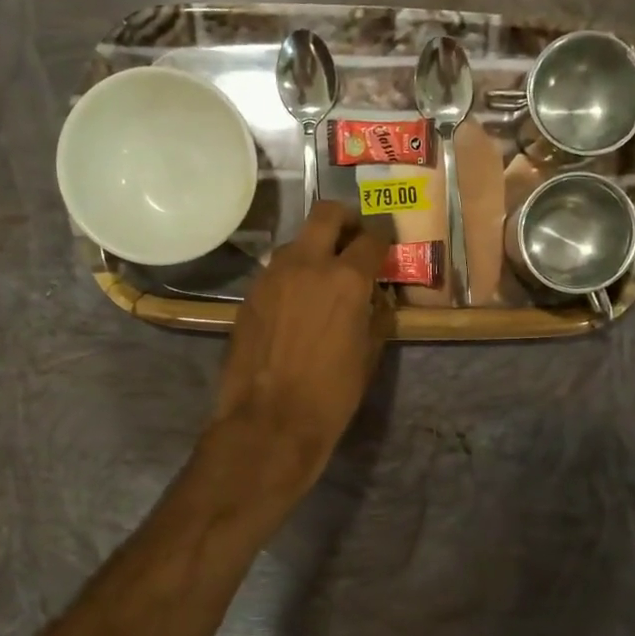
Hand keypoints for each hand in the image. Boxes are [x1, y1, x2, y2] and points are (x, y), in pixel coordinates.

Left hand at [213, 201, 394, 491]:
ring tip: (323, 278)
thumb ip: (375, 315)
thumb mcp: (368, 354)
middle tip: (353, 238)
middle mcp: (307, 264)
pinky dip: (293, 276)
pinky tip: (297, 303)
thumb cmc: (331, 394)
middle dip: (345, 219)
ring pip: (297, 242)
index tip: (384, 247)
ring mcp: (272, 276)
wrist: (270, 421)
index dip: (382, 240)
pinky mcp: (250, 294)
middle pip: (326, 213)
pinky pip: (277, 271)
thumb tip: (374, 298)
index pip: (371, 239)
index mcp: (346, 279)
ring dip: (315, 249)